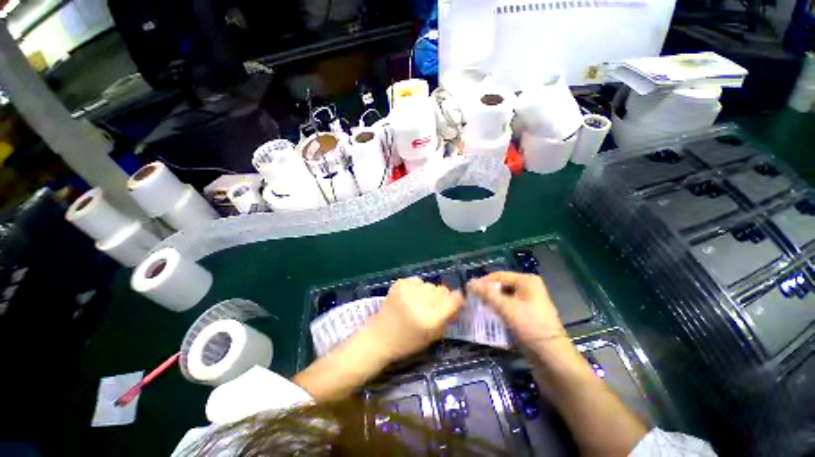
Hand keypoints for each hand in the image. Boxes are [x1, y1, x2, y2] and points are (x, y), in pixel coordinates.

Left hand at [365, 277, 463, 362]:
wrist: (379, 337)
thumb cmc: (407, 343)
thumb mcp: (432, 337)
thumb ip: (447, 319)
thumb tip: (457, 302)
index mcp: (431, 318)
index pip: (454, 299)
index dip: (457, 300)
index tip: (455, 303)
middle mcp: (421, 301)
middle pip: (442, 289)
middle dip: (441, 297)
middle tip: (433, 307)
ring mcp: (409, 289)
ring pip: (430, 284)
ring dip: (428, 292)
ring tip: (418, 302)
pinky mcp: (400, 283)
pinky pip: (417, 280)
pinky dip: (417, 287)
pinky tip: (409, 297)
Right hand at [468, 271, 565, 347]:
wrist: (551, 356)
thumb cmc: (530, 326)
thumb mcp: (506, 307)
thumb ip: (487, 294)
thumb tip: (470, 282)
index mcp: (527, 281)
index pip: (499, 276)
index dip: (483, 282)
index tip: (469, 290)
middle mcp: (529, 288)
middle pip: (501, 286)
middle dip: (487, 293)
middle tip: (473, 300)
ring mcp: (529, 302)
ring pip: (504, 298)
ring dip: (492, 303)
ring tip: (478, 308)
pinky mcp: (528, 315)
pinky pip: (509, 308)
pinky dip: (499, 310)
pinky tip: (489, 316)